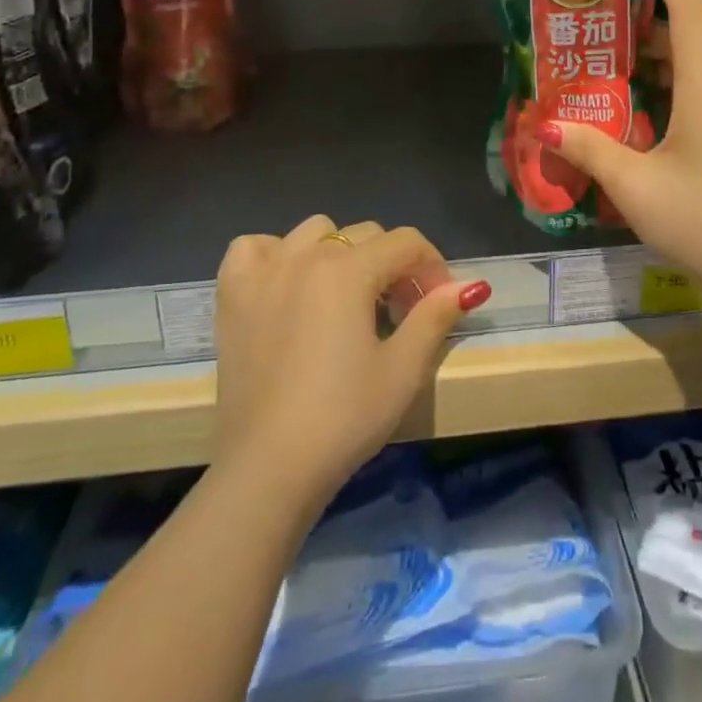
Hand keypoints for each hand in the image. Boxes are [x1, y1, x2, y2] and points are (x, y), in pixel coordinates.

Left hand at [212, 217, 491, 505]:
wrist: (268, 469)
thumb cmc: (343, 418)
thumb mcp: (404, 370)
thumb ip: (435, 317)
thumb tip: (469, 286)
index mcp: (348, 270)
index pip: (406, 242)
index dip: (433, 267)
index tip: (440, 304)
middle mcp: (304, 256)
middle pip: (365, 235)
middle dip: (393, 265)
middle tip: (400, 312)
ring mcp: (264, 272)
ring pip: (314, 232)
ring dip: (339, 253)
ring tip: (345, 298)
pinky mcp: (232, 295)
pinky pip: (254, 248)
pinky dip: (275, 255)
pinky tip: (287, 285)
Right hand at [543, 0, 701, 294]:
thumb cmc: (697, 217)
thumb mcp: (633, 184)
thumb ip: (589, 149)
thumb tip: (546, 127)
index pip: (688, 3)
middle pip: (691, 33)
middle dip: (652, 17)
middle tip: (610, 14)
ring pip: (701, 65)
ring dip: (663, 56)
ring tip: (620, 61)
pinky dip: (679, 82)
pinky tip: (652, 109)